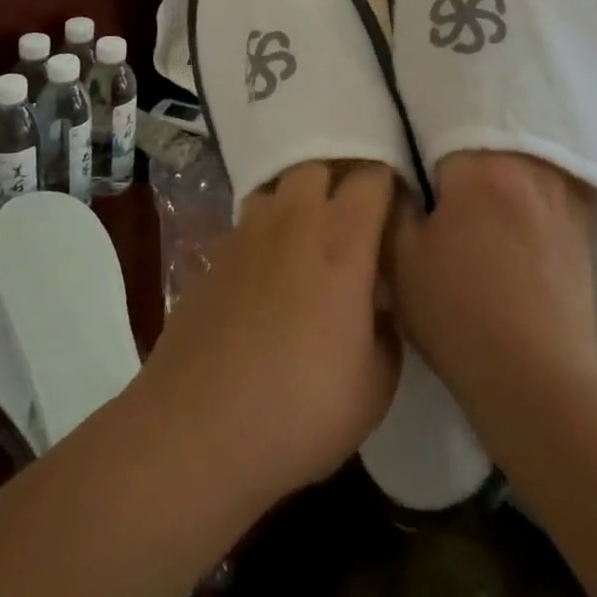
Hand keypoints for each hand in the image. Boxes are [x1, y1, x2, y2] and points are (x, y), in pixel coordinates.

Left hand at [135, 160, 400, 507]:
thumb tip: (380, 304)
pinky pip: (247, 224)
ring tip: (307, 237)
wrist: (198, 431)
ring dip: (297, 200)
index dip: (390, 185)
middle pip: (319, 165)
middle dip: (340, 179)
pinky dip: (263, 235)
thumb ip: (388, 330)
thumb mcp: (376, 386)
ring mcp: (247, 233)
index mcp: (342, 240)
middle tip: (354, 217)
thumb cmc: (301, 409)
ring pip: (278, 187)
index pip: (373, 177)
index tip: (398, 209)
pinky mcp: (213, 255)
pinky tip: (265, 273)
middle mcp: (294, 220)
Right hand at [389, 151, 596, 435]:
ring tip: (479, 199)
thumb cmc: (460, 314)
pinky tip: (514, 219)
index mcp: (481, 167)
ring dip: (499, 172)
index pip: (445, 130)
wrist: (539, 382)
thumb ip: (395, 206)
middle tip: (442, 183)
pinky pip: (548, 189)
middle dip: (463, 157)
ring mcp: (562, 196)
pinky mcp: (581, 227)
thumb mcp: (402, 262)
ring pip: (521, 163)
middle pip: (488, 142)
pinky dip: (527, 194)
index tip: (415, 170)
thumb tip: (399, 179)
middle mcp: (529, 167)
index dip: (424, 148)